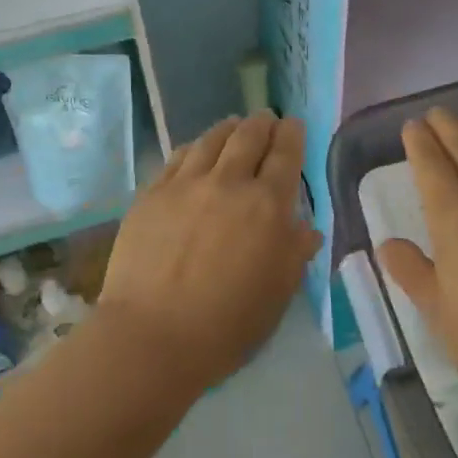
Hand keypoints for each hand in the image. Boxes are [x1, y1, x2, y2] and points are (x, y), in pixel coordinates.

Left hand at [98, 112, 319, 392]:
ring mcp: (186, 184)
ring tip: (233, 125)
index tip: (293, 123)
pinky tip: (195, 149)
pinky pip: (177, 157)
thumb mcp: (277, 295)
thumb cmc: (226, 326)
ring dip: (228, 128)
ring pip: (211, 139)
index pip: (286, 154)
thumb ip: (294, 254)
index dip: (292, 134)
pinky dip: (194, 147)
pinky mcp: (152, 193)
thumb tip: (305, 228)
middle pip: (248, 136)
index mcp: (267, 206)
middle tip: (266, 120)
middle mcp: (229, 183)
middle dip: (262, 123)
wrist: (151, 337)